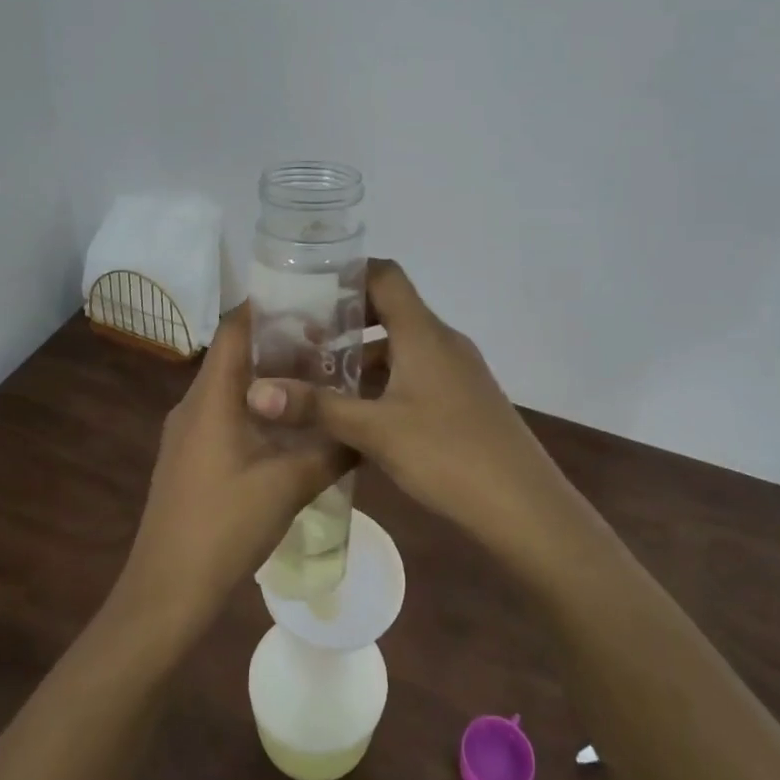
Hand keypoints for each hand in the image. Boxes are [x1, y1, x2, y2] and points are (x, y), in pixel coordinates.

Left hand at [117, 306, 347, 639]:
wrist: (167, 591)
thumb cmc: (224, 526)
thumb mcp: (288, 485)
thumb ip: (331, 449)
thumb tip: (369, 428)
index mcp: (210, 396)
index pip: (235, 327)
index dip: (269, 306)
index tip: (313, 300)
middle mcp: (194, 404)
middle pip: (235, 354)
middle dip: (281, 344)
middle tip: (331, 343)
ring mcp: (188, 433)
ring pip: (232, 388)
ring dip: (272, 380)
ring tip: (320, 380)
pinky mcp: (191, 458)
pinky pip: (226, 415)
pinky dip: (259, 410)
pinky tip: (292, 430)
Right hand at [245, 260, 583, 568]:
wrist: (524, 507)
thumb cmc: (448, 454)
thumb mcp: (375, 431)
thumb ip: (316, 408)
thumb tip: (254, 392)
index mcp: (423, 333)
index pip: (385, 275)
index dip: (348, 272)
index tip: (307, 287)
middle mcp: (442, 341)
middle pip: (391, 308)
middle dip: (345, 319)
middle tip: (301, 336)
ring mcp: (458, 370)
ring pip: (403, 345)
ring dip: (363, 354)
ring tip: (320, 376)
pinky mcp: (464, 398)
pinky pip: (417, 372)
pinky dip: (385, 379)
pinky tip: (360, 412)